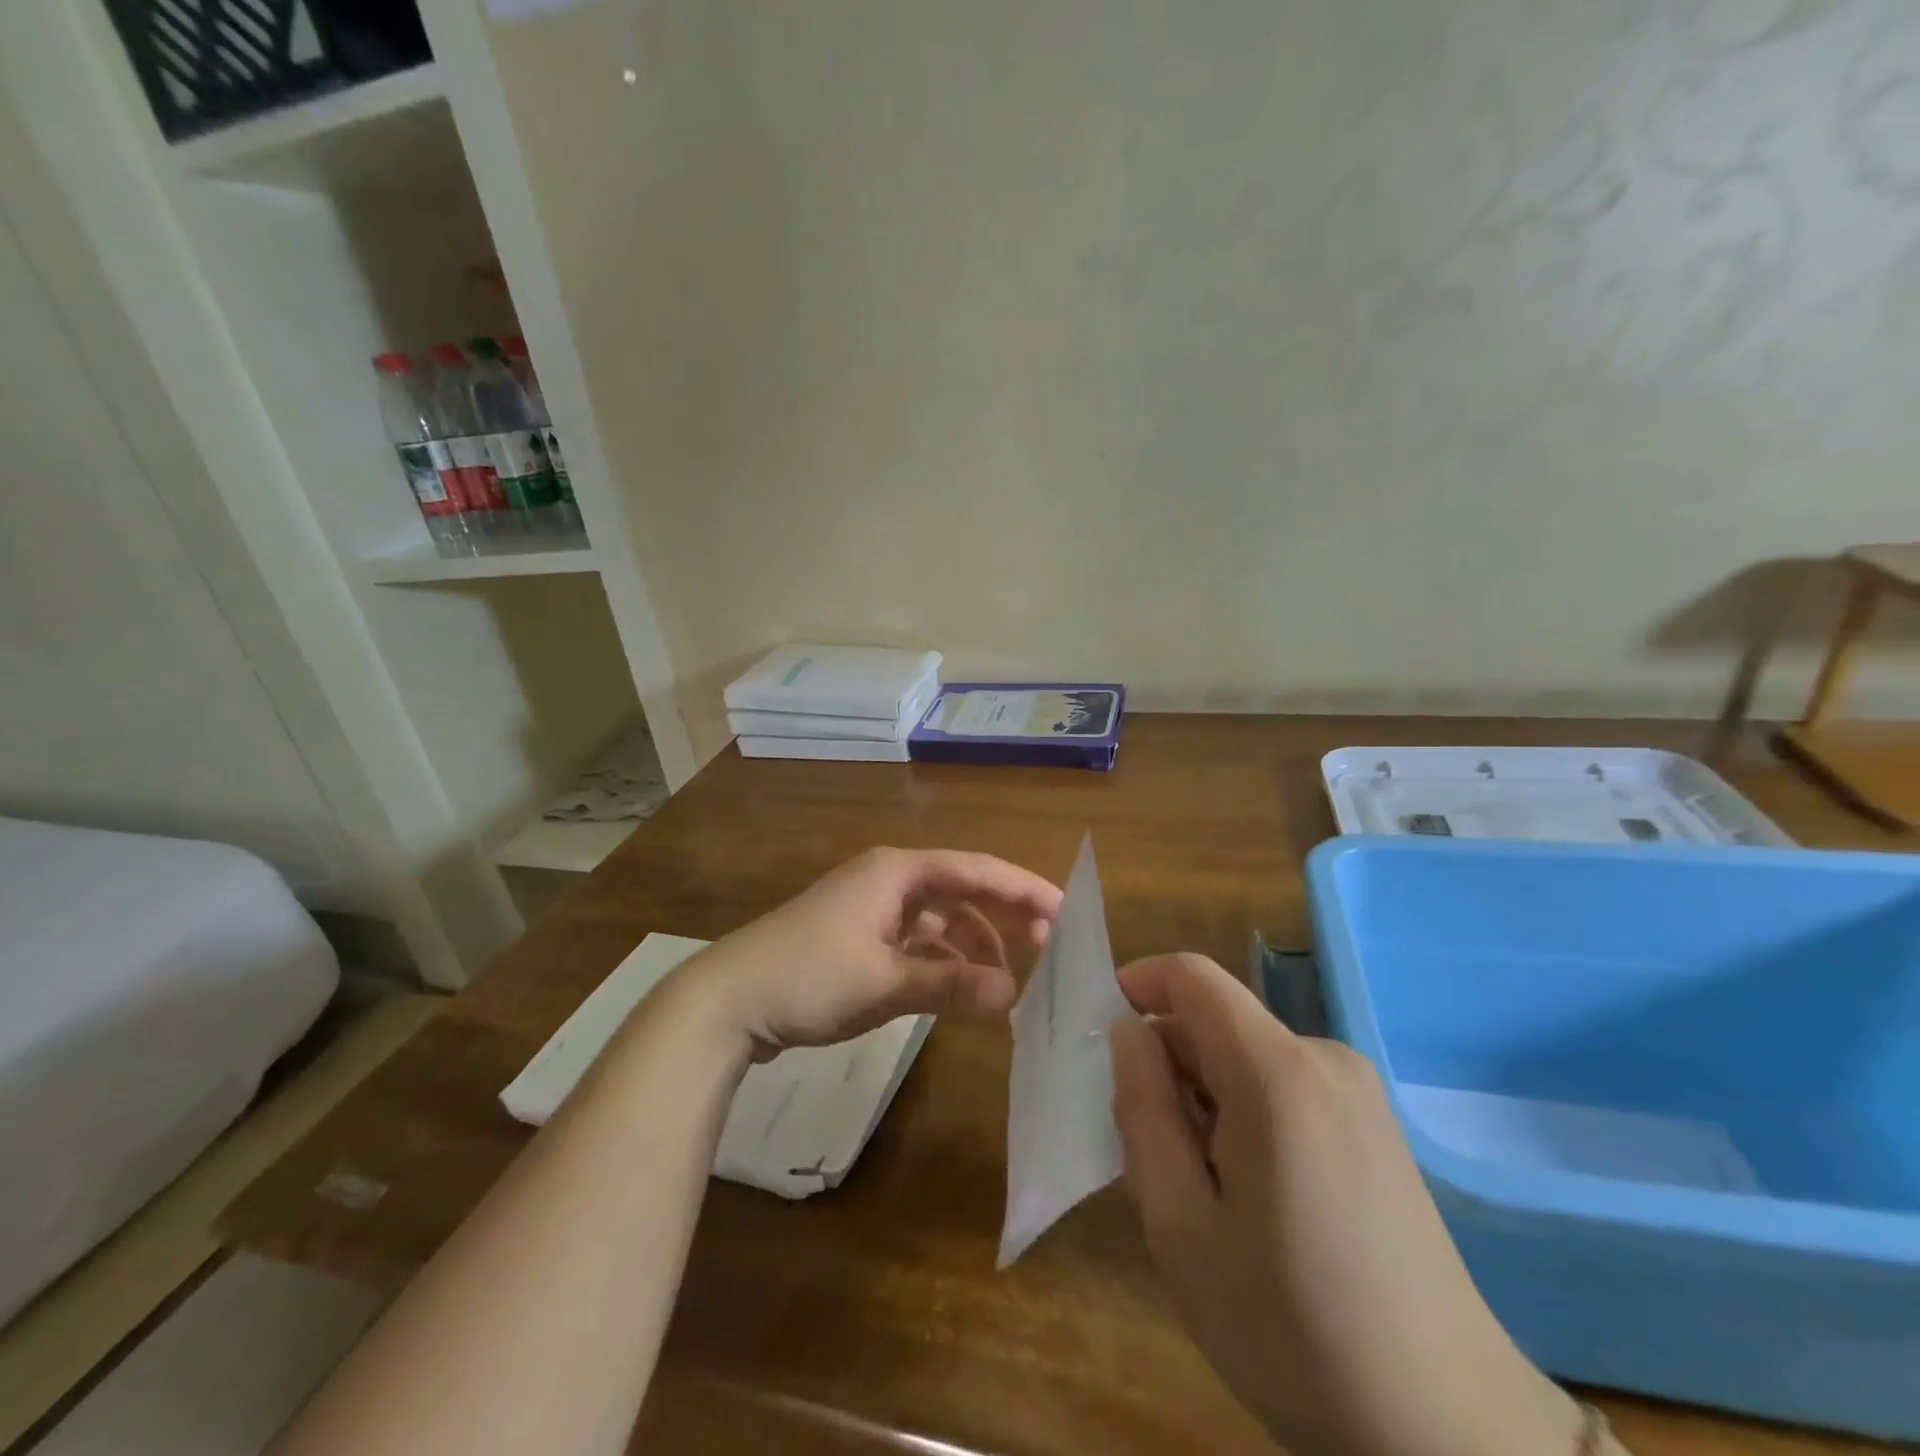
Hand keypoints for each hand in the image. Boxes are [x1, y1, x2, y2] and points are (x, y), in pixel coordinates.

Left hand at [670, 847, 1062, 1059]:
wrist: (727, 1001)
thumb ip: (950, 984)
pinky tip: (958, 987)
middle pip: (961, 888)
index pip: (975, 869)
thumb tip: (1014, 992)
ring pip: (939, 919)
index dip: (1022, 888)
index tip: (1064, 910)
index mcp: (896, 872)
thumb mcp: (883, 982)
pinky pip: (916, 941)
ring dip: (972, 943)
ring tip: (1005, 979)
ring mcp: (871, 909)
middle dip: (1004, 914)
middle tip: (1048, 945)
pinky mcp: (859, 938)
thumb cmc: (807, 977)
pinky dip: (941, 960)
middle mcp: (888, 881)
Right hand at [1110, 953, 1579, 1455]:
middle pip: (1217, 1022)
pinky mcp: (1375, 1123)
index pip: (1191, 976)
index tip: (1101, 1037)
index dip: (1137, 985)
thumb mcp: (1180, 1225)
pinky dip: (1244, 1114)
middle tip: (1147, 1153)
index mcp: (1275, 1072)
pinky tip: (1250, 1199)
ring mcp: (1358, 1090)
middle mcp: (1322, 1058)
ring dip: (1203, 1097)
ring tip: (1200, 1192)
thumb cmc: (1291, 1329)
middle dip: (1167, 1065)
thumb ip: (1142, 1109)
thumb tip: (1128, 1032)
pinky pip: (1283, 1086)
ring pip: (1245, 1057)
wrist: (1447, 1432)